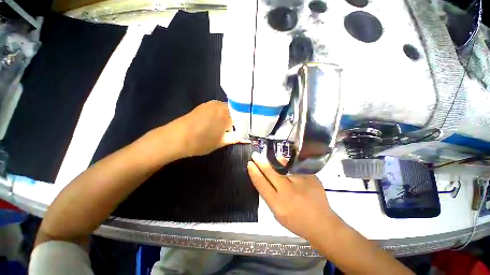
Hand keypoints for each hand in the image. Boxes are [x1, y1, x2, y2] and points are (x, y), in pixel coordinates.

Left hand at [168, 100, 242, 156]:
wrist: (176, 138)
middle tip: (229, 133)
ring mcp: (210, 104)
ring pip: (224, 111)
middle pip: (233, 113)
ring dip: (225, 120)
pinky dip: (217, 117)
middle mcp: (220, 105)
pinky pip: (215, 110)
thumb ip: (234, 138)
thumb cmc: (202, 141)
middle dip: (233, 122)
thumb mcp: (221, 142)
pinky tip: (211, 126)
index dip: (240, 126)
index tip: (238, 133)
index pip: (240, 118)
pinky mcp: (202, 106)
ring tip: (220, 130)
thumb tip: (242, 137)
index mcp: (227, 113)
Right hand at [247, 152, 340, 240]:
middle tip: (255, 155)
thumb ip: (269, 195)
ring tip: (269, 157)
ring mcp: (300, 183)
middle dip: (260, 162)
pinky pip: (294, 167)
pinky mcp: (310, 178)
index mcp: (277, 203)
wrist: (321, 224)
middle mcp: (287, 192)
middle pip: (269, 172)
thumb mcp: (277, 213)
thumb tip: (265, 177)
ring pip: (282, 167)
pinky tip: (283, 161)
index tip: (250, 164)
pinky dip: (287, 163)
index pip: (261, 183)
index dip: (254, 172)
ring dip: (273, 161)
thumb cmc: (296, 221)